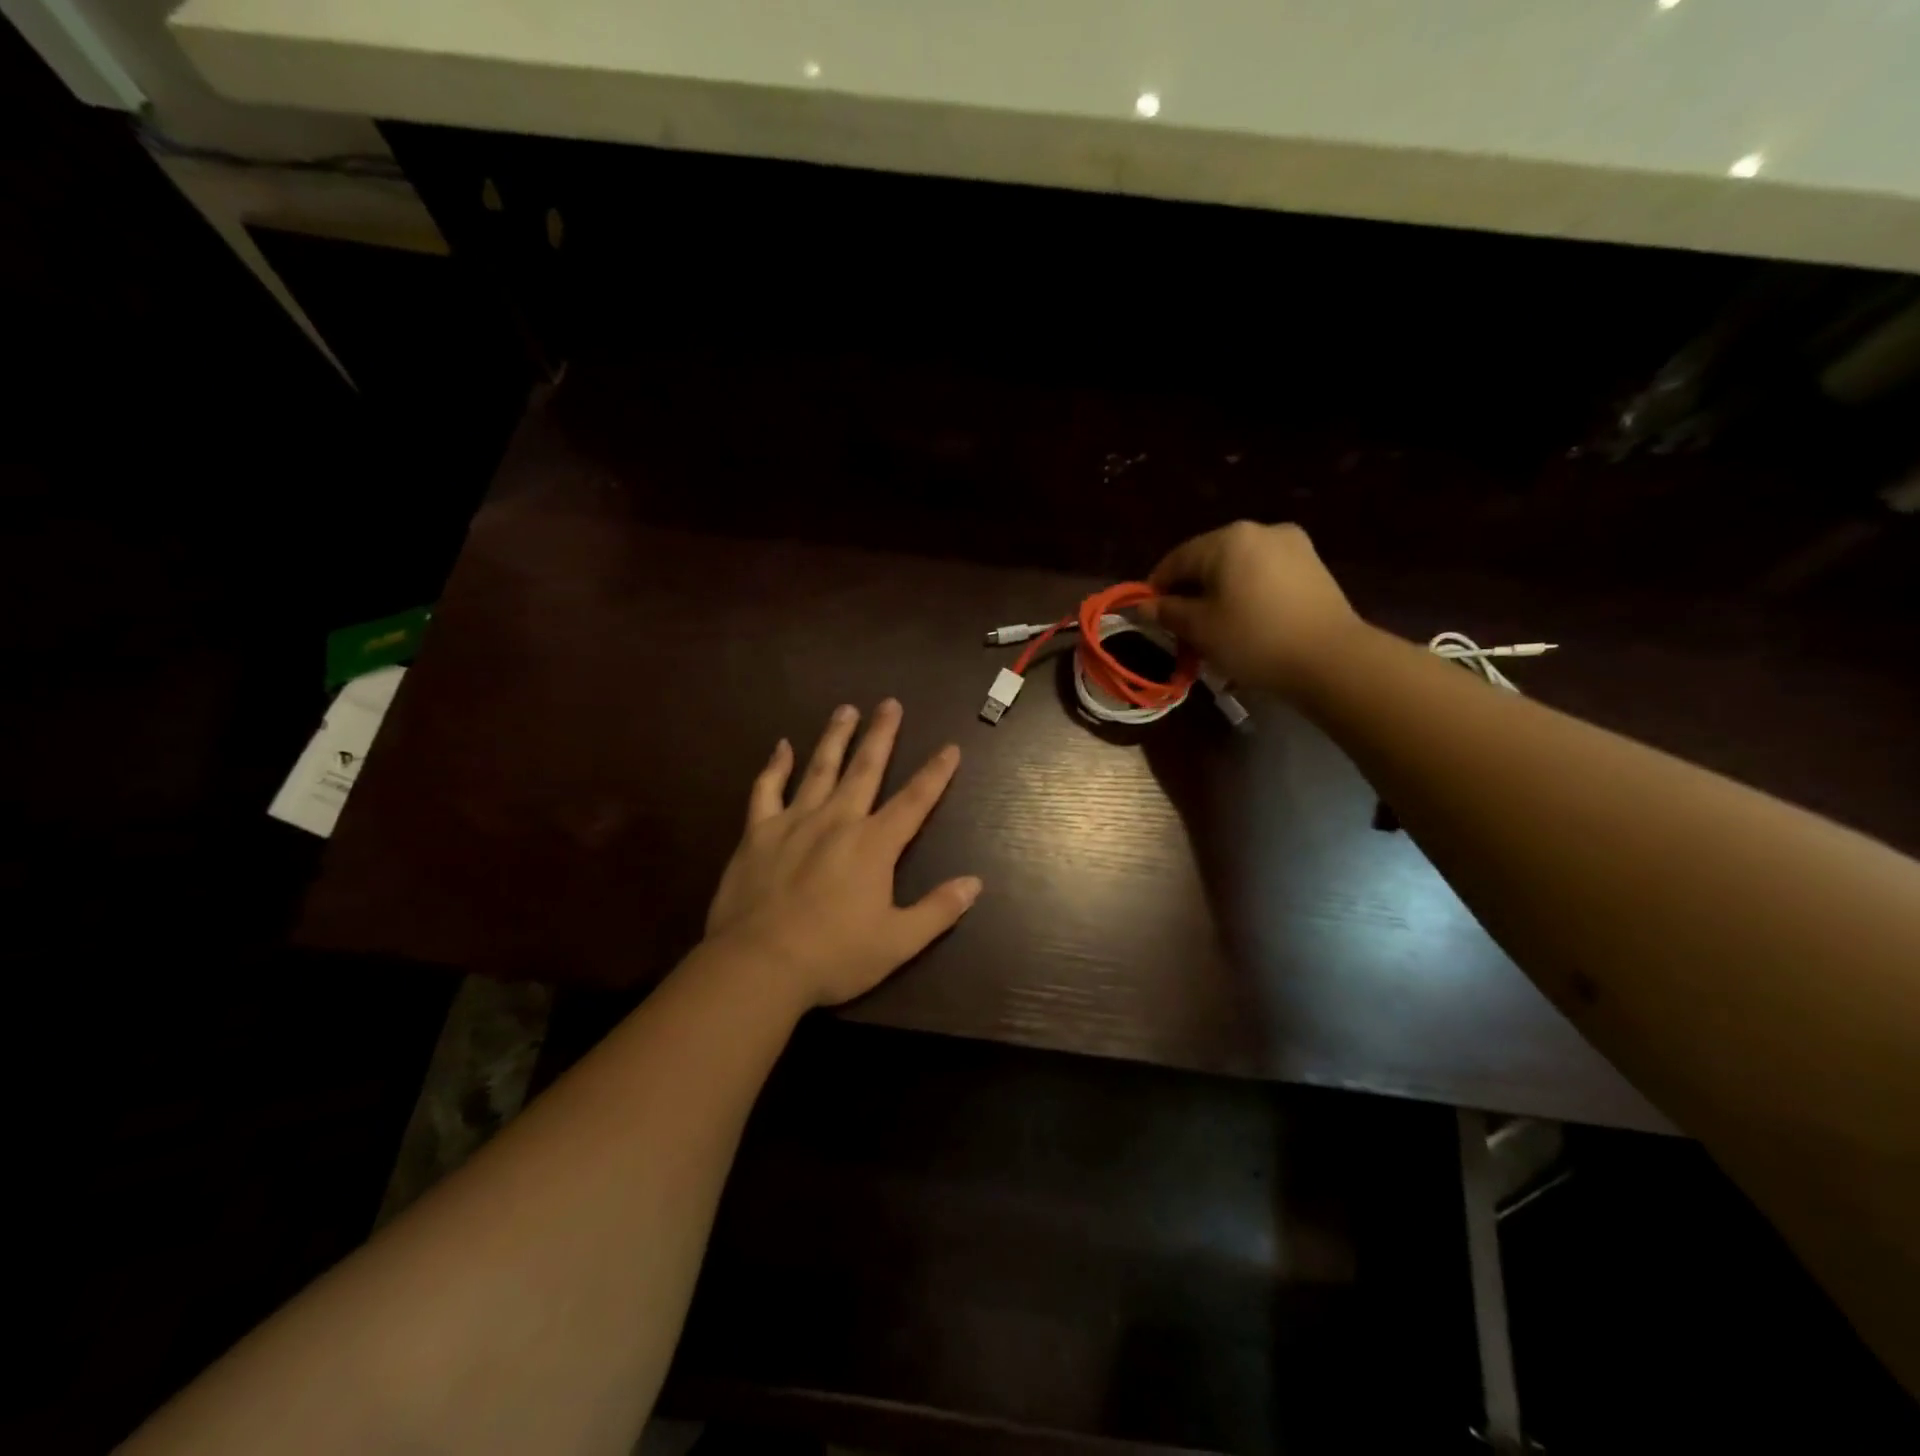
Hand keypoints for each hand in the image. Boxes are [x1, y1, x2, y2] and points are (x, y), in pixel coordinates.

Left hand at [704, 700, 982, 1008]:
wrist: (757, 965)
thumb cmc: (833, 957)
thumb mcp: (897, 942)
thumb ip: (938, 910)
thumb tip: (975, 883)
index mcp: (873, 845)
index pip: (915, 800)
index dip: (936, 773)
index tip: (950, 747)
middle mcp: (837, 821)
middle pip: (865, 768)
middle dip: (882, 735)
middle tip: (890, 703)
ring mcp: (794, 822)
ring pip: (820, 768)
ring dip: (835, 737)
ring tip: (846, 709)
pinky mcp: (759, 833)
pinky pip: (767, 790)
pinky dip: (775, 766)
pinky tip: (781, 746)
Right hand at [1141, 521, 1362, 694]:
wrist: (1331, 659)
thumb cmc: (1254, 639)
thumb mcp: (1200, 629)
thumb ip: (1168, 612)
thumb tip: (1144, 605)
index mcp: (1228, 539)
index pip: (1177, 559)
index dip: (1156, 586)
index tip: (1147, 613)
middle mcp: (1260, 530)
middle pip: (1209, 559)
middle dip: (1190, 590)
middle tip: (1180, 625)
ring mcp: (1292, 545)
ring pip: (1238, 568)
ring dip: (1220, 593)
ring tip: (1214, 627)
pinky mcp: (1313, 566)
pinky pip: (1265, 575)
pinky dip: (1247, 594)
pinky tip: (1246, 622)